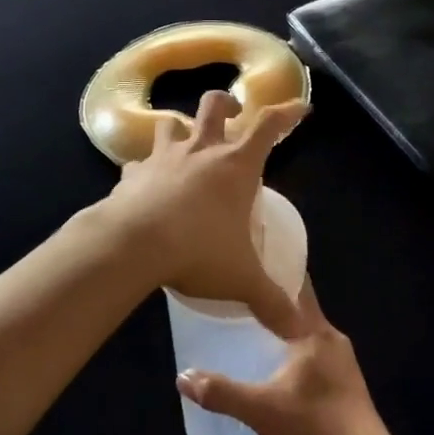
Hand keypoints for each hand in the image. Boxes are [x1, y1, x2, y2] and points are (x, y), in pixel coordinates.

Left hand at [101, 89, 307, 337]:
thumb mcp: (242, 279)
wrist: (133, 245)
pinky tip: (145, 184)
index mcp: (235, 166)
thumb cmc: (198, 251)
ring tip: (186, 144)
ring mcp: (163, 158)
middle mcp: (200, 151)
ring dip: (180, 129)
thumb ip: (273, 302)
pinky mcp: (132, 174)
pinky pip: (138, 162)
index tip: (300, 107)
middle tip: (234, 113)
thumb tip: (301, 330)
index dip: (286, 113)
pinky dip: (145, 169)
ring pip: (171, 124)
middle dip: (227, 104)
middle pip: (214, 106)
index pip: (268, 127)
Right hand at [176, 285, 392, 434]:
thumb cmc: (314, 426)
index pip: (295, 285)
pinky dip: (296, 347)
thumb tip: (182, 377)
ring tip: (254, 325)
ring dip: (285, 326)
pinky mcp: (347, 380)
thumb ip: (221, 392)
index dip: (274, 270)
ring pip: (308, 330)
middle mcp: (331, 336)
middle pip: (300, 306)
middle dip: (274, 299)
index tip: (251, 258)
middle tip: (241, 294)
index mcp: (314, 331)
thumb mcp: (260, 410)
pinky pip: (316, 350)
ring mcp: (343, 359)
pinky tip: (278, 362)